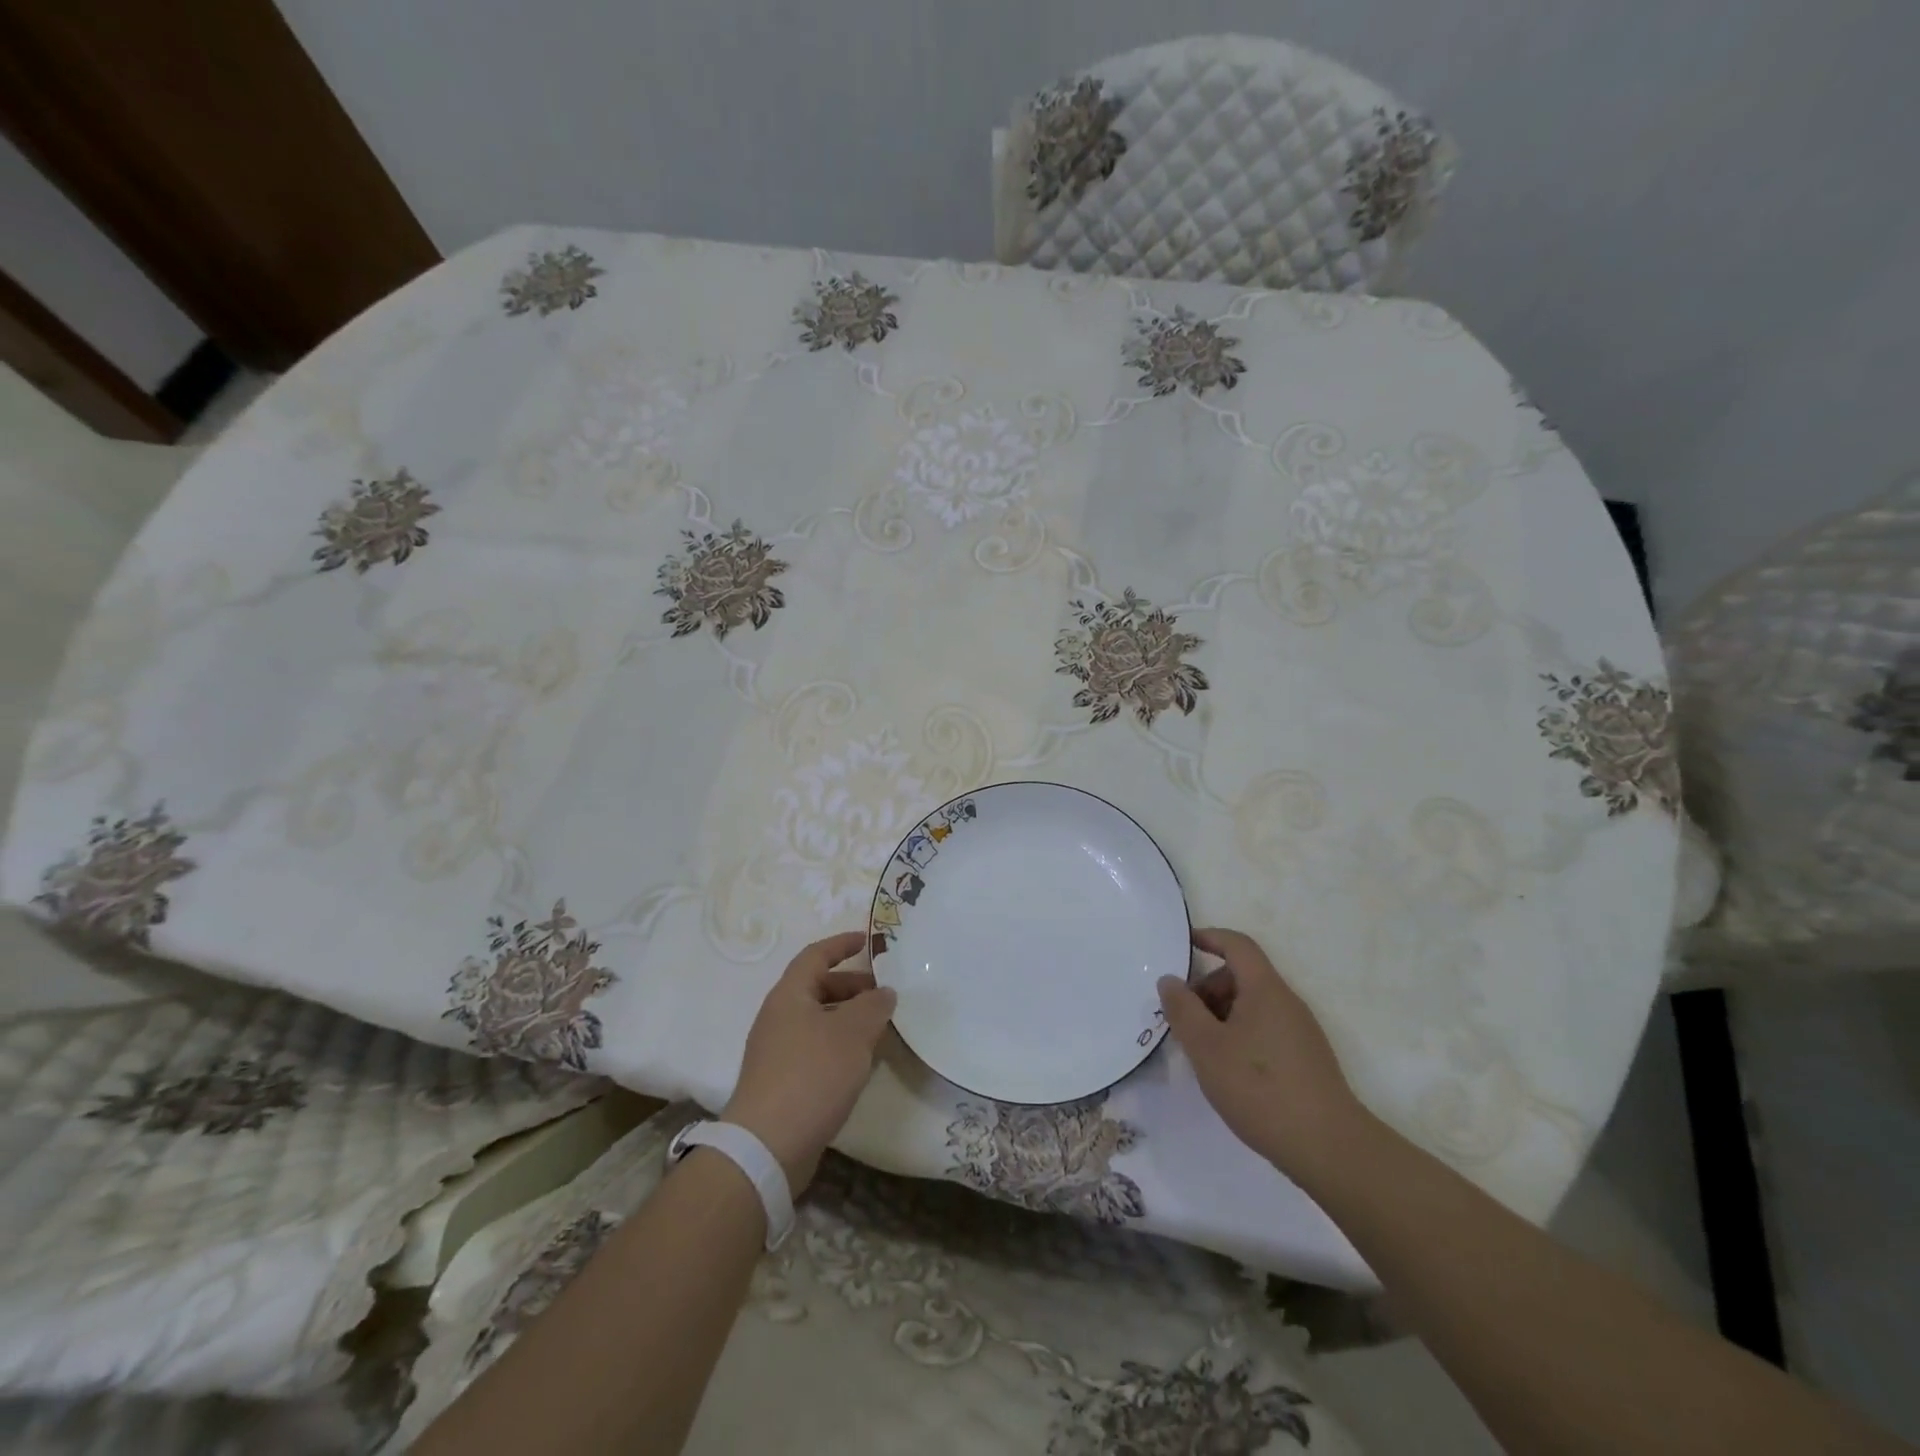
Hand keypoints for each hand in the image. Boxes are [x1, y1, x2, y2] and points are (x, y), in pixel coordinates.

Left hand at [723, 931, 895, 1193]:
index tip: (867, 941)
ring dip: (849, 1019)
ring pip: (818, 1021)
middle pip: (817, 988)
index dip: (841, 944)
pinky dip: (840, 1046)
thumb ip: (874, 1006)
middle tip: (884, 994)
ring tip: (880, 1029)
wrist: (767, 1146)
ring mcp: (776, 1051)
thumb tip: (884, 993)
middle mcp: (778, 1017)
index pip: (815, 955)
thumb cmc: (811, 1075)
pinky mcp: (781, 1082)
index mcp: (789, 995)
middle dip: (852, 986)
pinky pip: (815, 1049)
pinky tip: (861, 1063)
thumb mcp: (853, 1033)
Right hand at [1157, 928, 1367, 1179]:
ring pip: (1252, 1005)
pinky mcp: (1306, 1059)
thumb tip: (1170, 980)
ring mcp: (1300, 1031)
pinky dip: (1239, 1034)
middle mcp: (1286, 1002)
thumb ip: (1183, 1009)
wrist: (1329, 1148)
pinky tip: (1228, 1071)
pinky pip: (1264, 1028)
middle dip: (1207, 988)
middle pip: (1242, 976)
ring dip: (1221, 1015)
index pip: (1237, 945)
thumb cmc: (1260, 1088)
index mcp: (1265, 989)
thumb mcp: (1206, 1047)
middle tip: (1183, 1019)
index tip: (1183, 944)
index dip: (1209, 937)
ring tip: (1202, 1050)